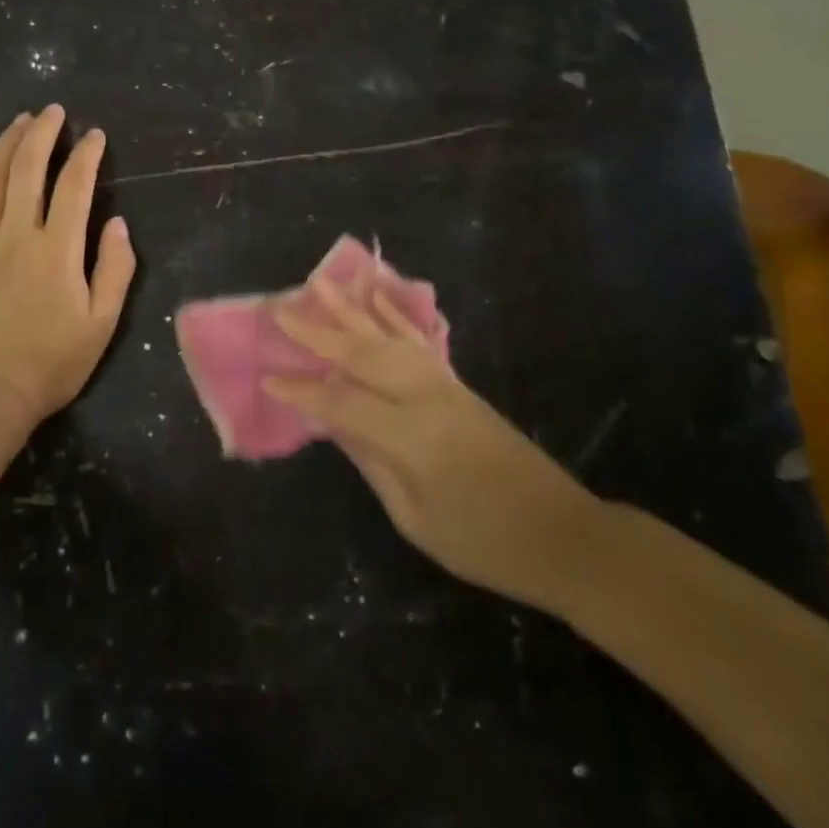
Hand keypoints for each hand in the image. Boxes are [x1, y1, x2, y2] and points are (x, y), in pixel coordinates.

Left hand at [0, 104, 135, 426]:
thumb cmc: (48, 364)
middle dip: (42, 134)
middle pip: (28, 170)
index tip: (94, 135)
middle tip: (52, 111)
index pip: (75, 187)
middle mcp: (17, 234)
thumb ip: (115, 270)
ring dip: (5, 145)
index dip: (86, 155)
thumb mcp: (101, 324)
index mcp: (58, 249)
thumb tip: (118, 223)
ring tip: (18, 121)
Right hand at [267, 278, 598, 607]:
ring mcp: (445, 385)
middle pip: (362, 355)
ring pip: (388, 336)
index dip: (302, 392)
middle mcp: (426, 398)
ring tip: (319, 284)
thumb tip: (334, 424)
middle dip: (317, 331)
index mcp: (412, 438)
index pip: (343, 404)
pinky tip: (377, 295)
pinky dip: (395, 314)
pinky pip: (419, 340)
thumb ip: (373, 463)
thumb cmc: (484, 543)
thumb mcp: (417, 519)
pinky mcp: (458, 383)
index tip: (266, 377)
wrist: (562, 535)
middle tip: (278, 308)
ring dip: (351, 308)